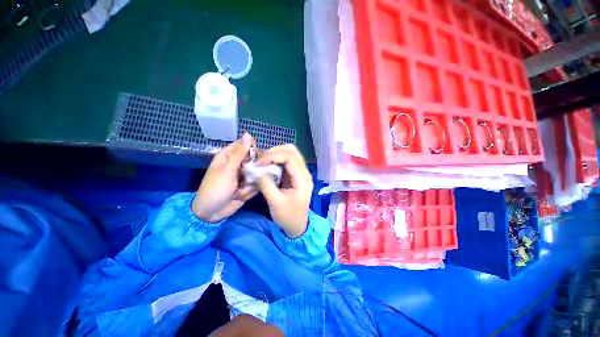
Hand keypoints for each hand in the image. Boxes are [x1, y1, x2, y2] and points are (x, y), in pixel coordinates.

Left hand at [192, 133, 256, 222]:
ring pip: (258, 170)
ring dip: (252, 179)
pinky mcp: (248, 184)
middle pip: (254, 158)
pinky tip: (242, 193)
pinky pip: (257, 181)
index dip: (252, 149)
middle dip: (254, 167)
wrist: (212, 212)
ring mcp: (244, 174)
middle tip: (250, 175)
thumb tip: (248, 134)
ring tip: (242, 188)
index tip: (255, 158)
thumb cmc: (216, 188)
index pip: (245, 145)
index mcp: (229, 155)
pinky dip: (252, 188)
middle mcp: (238, 163)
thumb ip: (240, 152)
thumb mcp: (228, 169)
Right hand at [255, 144, 312, 237]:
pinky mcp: (294, 175)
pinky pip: (285, 161)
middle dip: (274, 152)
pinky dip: (275, 161)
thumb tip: (255, 170)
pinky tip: (267, 167)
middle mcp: (303, 172)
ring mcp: (299, 172)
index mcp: (302, 178)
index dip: (273, 156)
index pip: (290, 156)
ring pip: (289, 154)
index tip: (259, 164)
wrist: (297, 226)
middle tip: (260, 161)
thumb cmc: (288, 217)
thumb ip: (266, 185)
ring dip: (274, 155)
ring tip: (262, 163)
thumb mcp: (276, 203)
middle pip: (291, 151)